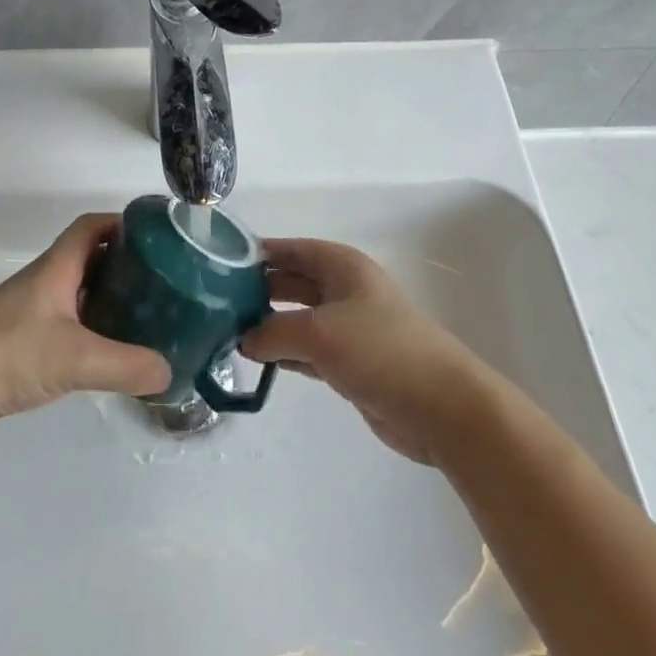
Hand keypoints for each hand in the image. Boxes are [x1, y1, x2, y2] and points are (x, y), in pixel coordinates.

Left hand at [0, 213, 170, 436]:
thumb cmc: (7, 353)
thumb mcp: (74, 359)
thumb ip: (125, 365)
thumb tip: (168, 372)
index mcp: (56, 267)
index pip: (92, 226)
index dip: (124, 224)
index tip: (158, 238)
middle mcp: (45, 280)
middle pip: (91, 256)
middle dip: (126, 262)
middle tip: (162, 281)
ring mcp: (32, 309)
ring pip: (80, 289)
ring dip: (110, 294)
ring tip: (146, 313)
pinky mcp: (22, 337)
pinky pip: (68, 318)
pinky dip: (92, 324)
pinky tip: (108, 348)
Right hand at [241, 239, 493, 464]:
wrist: (440, 406)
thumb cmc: (380, 350)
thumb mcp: (318, 333)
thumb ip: (272, 332)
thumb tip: (242, 339)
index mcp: (341, 266)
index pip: (291, 250)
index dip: (258, 253)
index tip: (219, 264)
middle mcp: (343, 289)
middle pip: (292, 282)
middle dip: (257, 290)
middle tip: (214, 303)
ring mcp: (348, 327)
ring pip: (297, 318)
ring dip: (267, 325)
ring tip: (225, 332)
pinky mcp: (349, 362)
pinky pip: (306, 349)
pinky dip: (283, 353)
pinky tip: (256, 360)